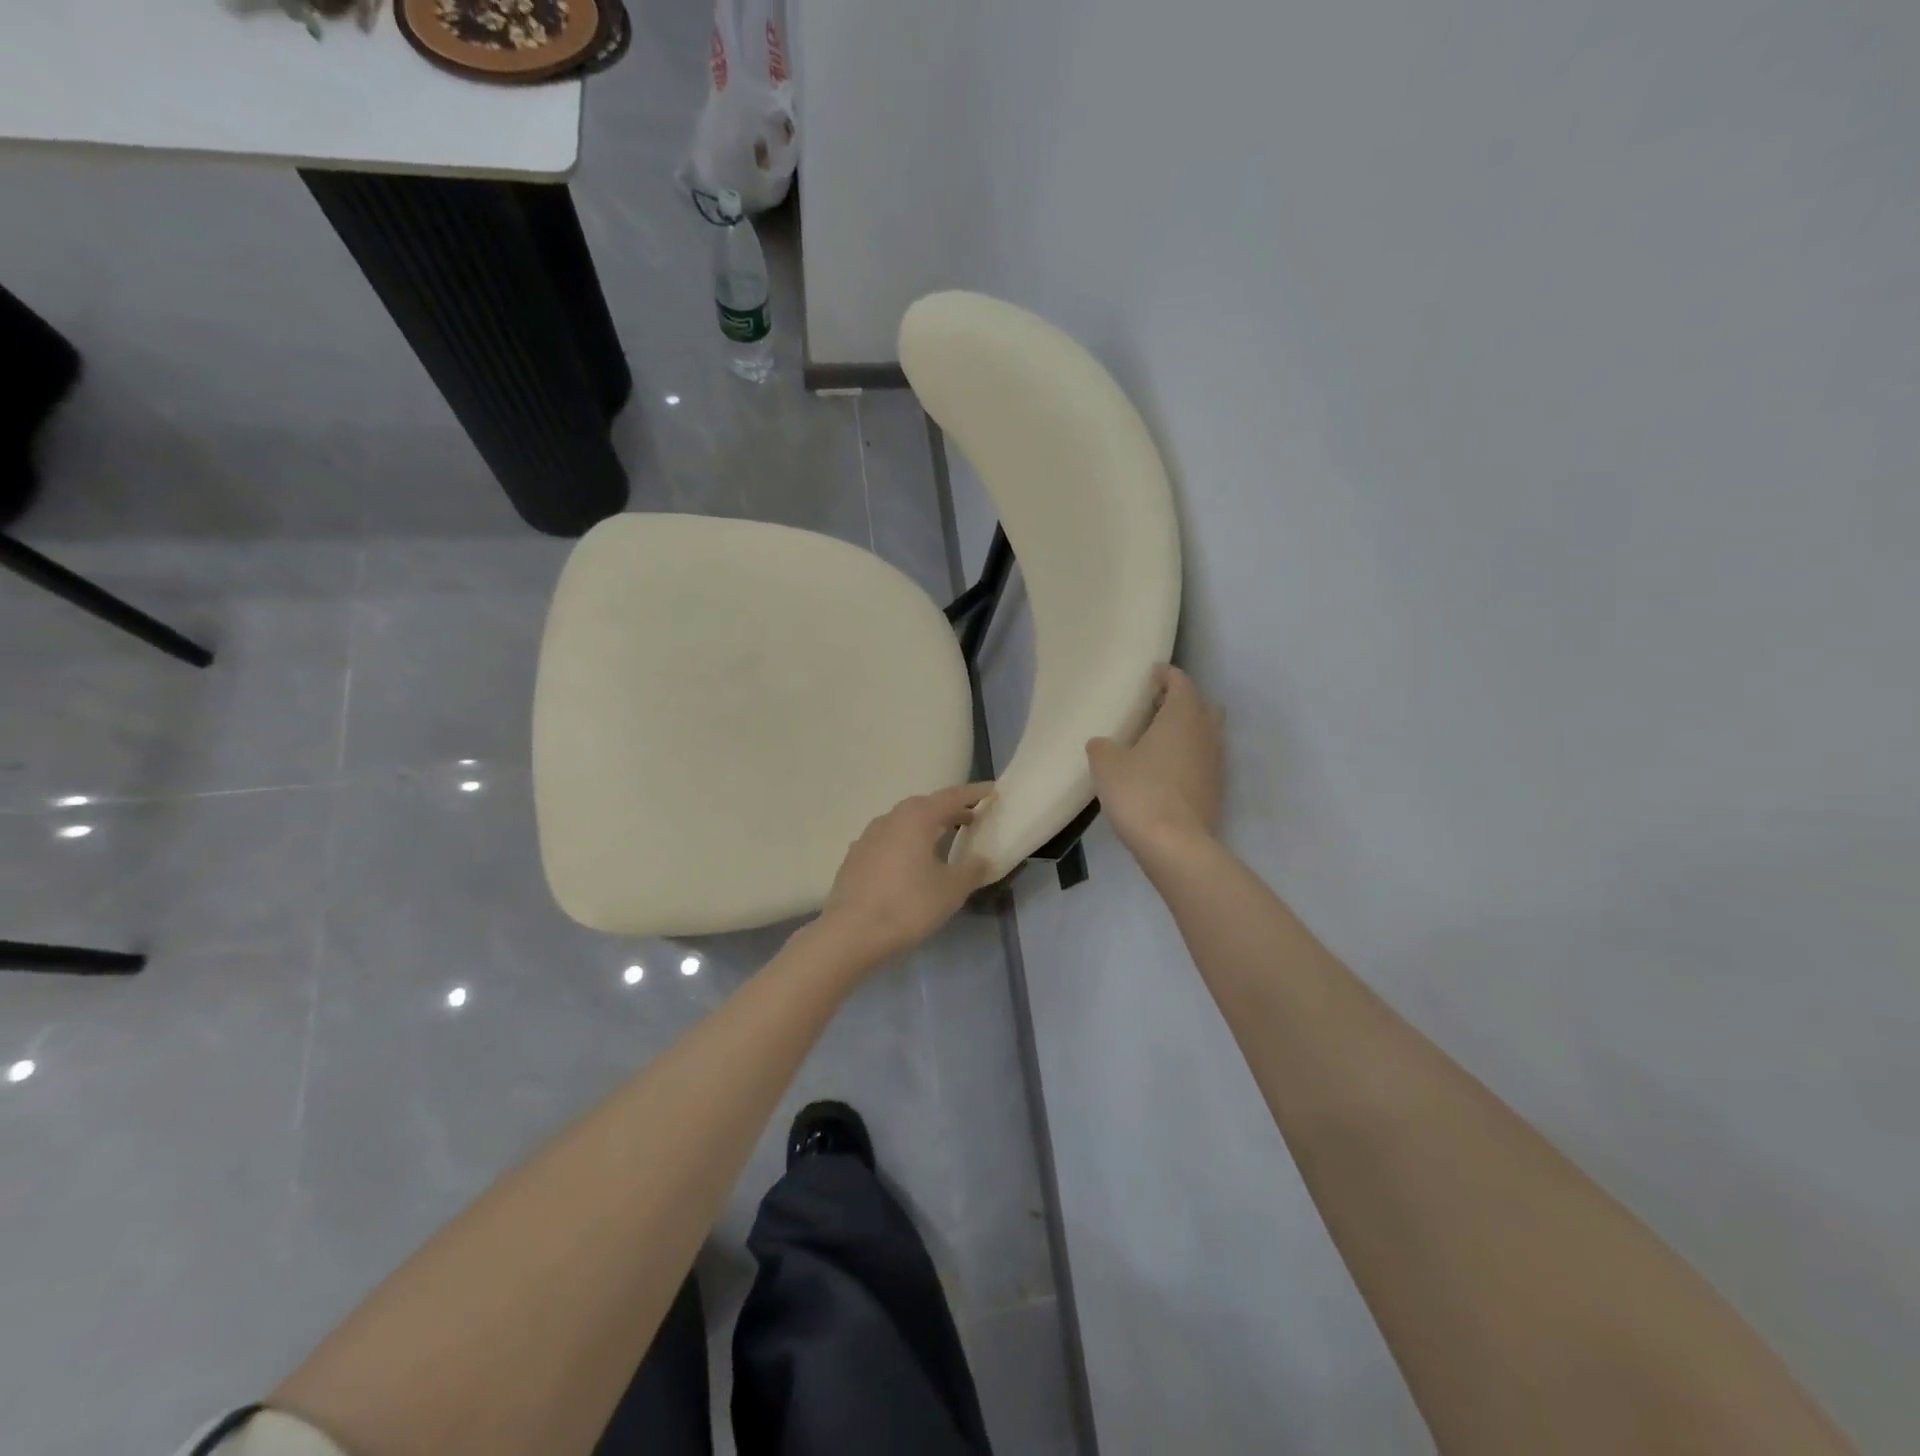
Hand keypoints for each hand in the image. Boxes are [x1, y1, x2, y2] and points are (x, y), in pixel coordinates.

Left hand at [816, 783, 995, 965]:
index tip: (993, 791)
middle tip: (972, 817)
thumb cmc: (907, 906)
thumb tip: (983, 860)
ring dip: (927, 826)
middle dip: (950, 809)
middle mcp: (890, 818)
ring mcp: (868, 837)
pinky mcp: (856, 857)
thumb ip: (972, 870)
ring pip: (904, 822)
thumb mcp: (951, 890)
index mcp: (916, 818)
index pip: (952, 797)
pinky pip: (889, 840)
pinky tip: (912, 861)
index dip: (975, 793)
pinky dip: (907, 842)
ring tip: (945, 838)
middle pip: (926, 806)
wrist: (850, 933)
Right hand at [1087, 665, 1224, 853]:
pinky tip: (1166, 774)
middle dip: (1182, 703)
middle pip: (1202, 707)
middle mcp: (1206, 734)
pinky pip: (1204, 763)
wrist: (1175, 845)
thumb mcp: (1106, 765)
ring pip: (1206, 736)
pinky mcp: (1216, 791)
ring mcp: (1216, 764)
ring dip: (1188, 733)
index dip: (1166, 675)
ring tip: (1158, 743)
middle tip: (1155, 709)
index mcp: (1182, 716)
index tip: (1151, 675)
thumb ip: (1102, 747)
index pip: (1181, 682)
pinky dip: (1189, 760)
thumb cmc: (1140, 792)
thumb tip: (1102, 744)